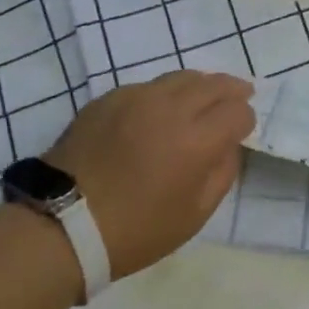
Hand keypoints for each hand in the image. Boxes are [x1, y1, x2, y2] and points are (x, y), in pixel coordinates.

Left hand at [45, 70, 254, 280]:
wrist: (62, 223)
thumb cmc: (135, 231)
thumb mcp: (193, 216)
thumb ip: (222, 174)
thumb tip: (228, 145)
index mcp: (196, 140)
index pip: (237, 111)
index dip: (246, 120)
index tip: (242, 131)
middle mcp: (170, 108)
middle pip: (213, 84)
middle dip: (232, 90)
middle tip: (240, 94)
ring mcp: (137, 97)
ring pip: (181, 77)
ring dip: (200, 86)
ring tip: (202, 97)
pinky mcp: (110, 98)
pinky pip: (148, 86)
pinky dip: (164, 94)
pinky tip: (158, 111)